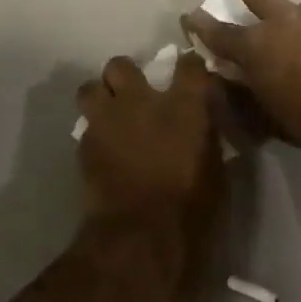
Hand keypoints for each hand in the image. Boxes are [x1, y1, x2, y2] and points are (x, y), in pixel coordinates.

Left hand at [75, 51, 224, 287]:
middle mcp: (140, 100)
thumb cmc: (191, 207)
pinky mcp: (85, 144)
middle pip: (121, 64)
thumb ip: (205, 136)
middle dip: (125, 76)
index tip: (190, 73)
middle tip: (134, 95)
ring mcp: (107, 120)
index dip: (189, 66)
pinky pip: (86, 126)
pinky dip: (94, 133)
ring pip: (90, 87)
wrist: (140, 237)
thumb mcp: (215, 170)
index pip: (189, 64)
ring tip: (109, 115)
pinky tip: (102, 149)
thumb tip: (202, 124)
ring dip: (100, 97)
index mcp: (183, 105)